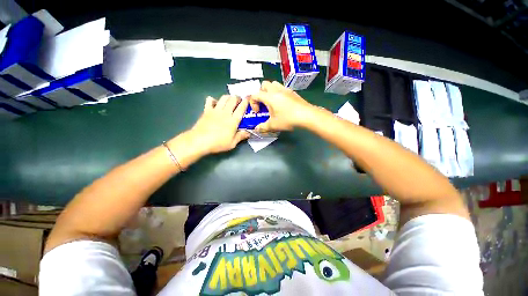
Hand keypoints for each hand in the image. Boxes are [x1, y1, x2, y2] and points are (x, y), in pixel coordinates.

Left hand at [188, 95, 249, 154]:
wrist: (199, 141)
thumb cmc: (217, 143)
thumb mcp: (232, 143)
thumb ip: (241, 136)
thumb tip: (248, 133)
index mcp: (233, 120)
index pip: (241, 108)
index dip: (246, 102)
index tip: (248, 98)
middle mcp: (225, 113)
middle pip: (233, 99)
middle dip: (237, 98)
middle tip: (239, 100)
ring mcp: (215, 110)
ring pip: (223, 98)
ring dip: (228, 97)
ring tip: (230, 100)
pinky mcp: (206, 111)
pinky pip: (210, 100)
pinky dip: (213, 99)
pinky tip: (215, 103)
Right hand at [249, 81, 313, 131]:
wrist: (306, 115)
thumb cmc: (288, 119)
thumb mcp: (273, 125)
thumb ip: (263, 127)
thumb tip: (256, 129)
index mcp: (269, 97)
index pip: (255, 95)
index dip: (253, 103)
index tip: (258, 112)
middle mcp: (276, 90)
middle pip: (264, 85)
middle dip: (260, 93)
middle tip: (264, 104)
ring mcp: (285, 89)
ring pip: (274, 84)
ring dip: (269, 91)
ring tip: (272, 102)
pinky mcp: (292, 92)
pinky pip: (282, 88)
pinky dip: (278, 93)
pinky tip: (282, 104)